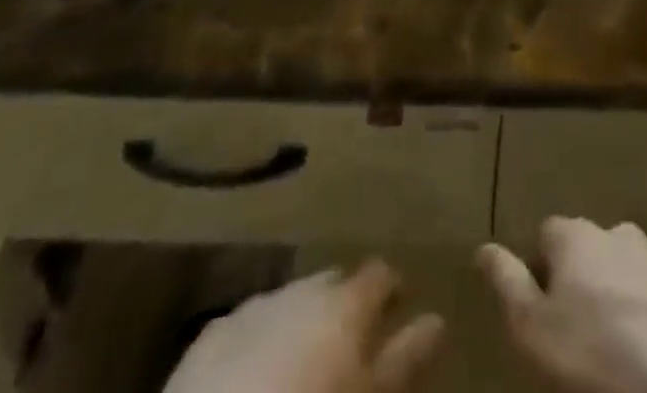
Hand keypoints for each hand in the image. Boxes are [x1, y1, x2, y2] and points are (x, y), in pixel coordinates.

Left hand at [164, 260, 443, 392]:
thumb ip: (403, 359)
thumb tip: (438, 321)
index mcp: (344, 300)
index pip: (380, 273)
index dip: (392, 289)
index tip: (402, 307)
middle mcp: (301, 288)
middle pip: (332, 284)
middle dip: (344, 303)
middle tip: (354, 341)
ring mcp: (253, 307)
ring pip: (290, 302)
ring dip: (302, 321)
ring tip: (306, 358)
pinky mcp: (208, 339)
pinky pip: (248, 327)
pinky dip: (262, 340)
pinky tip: (257, 372)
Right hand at [476, 220, 646, 392]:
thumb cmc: (596, 360)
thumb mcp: (533, 331)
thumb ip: (507, 283)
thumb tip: (484, 248)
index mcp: (577, 237)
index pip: (547, 236)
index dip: (543, 271)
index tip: (544, 310)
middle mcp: (619, 231)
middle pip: (592, 249)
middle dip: (588, 280)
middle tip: (586, 333)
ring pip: (633, 268)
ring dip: (626, 293)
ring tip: (626, 345)